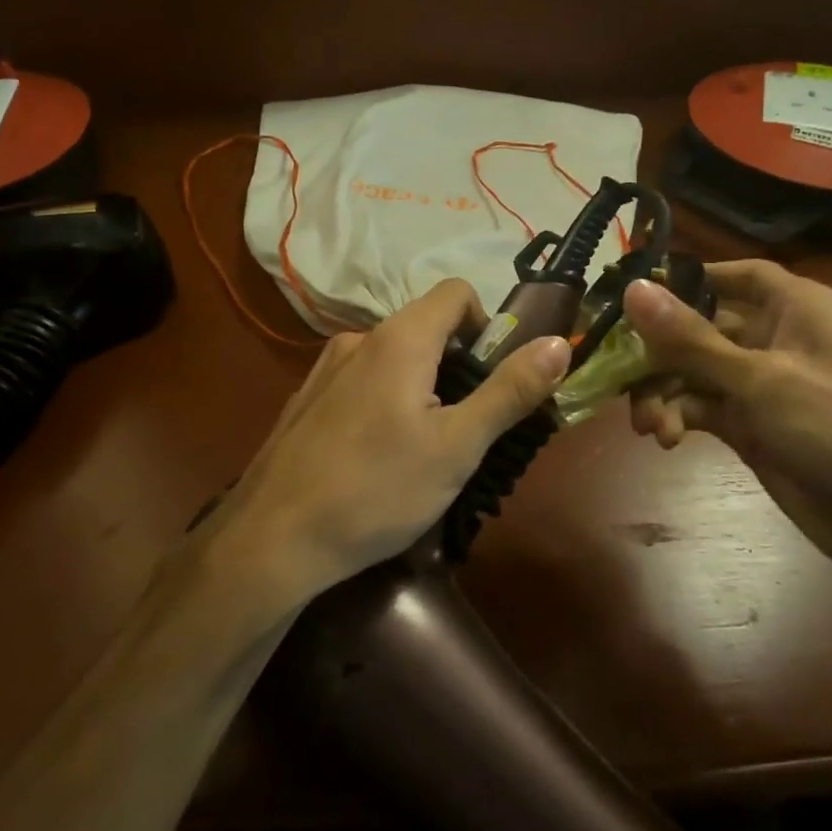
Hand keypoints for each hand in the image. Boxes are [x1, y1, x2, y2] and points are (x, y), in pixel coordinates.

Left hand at [209, 279, 570, 610]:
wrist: (273, 537)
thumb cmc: (377, 490)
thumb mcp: (457, 446)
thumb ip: (509, 391)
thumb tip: (558, 343)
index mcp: (399, 338)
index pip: (456, 293)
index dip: (486, 325)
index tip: (492, 380)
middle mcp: (359, 338)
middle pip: (425, 327)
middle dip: (457, 365)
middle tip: (465, 427)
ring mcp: (326, 367)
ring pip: (393, 357)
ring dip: (421, 386)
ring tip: (423, 449)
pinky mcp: (307, 397)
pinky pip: (362, 381)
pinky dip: (384, 401)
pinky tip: (377, 456)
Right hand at [624, 262, 831, 580]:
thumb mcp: (763, 380)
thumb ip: (692, 339)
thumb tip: (633, 289)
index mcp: (794, 306)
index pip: (733, 275)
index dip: (686, 278)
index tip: (632, 292)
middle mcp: (773, 338)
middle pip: (698, 326)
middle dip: (658, 350)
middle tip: (616, 370)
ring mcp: (760, 385)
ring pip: (691, 371)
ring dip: (662, 392)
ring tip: (649, 424)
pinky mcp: (749, 426)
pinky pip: (698, 407)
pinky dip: (677, 417)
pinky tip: (665, 438)